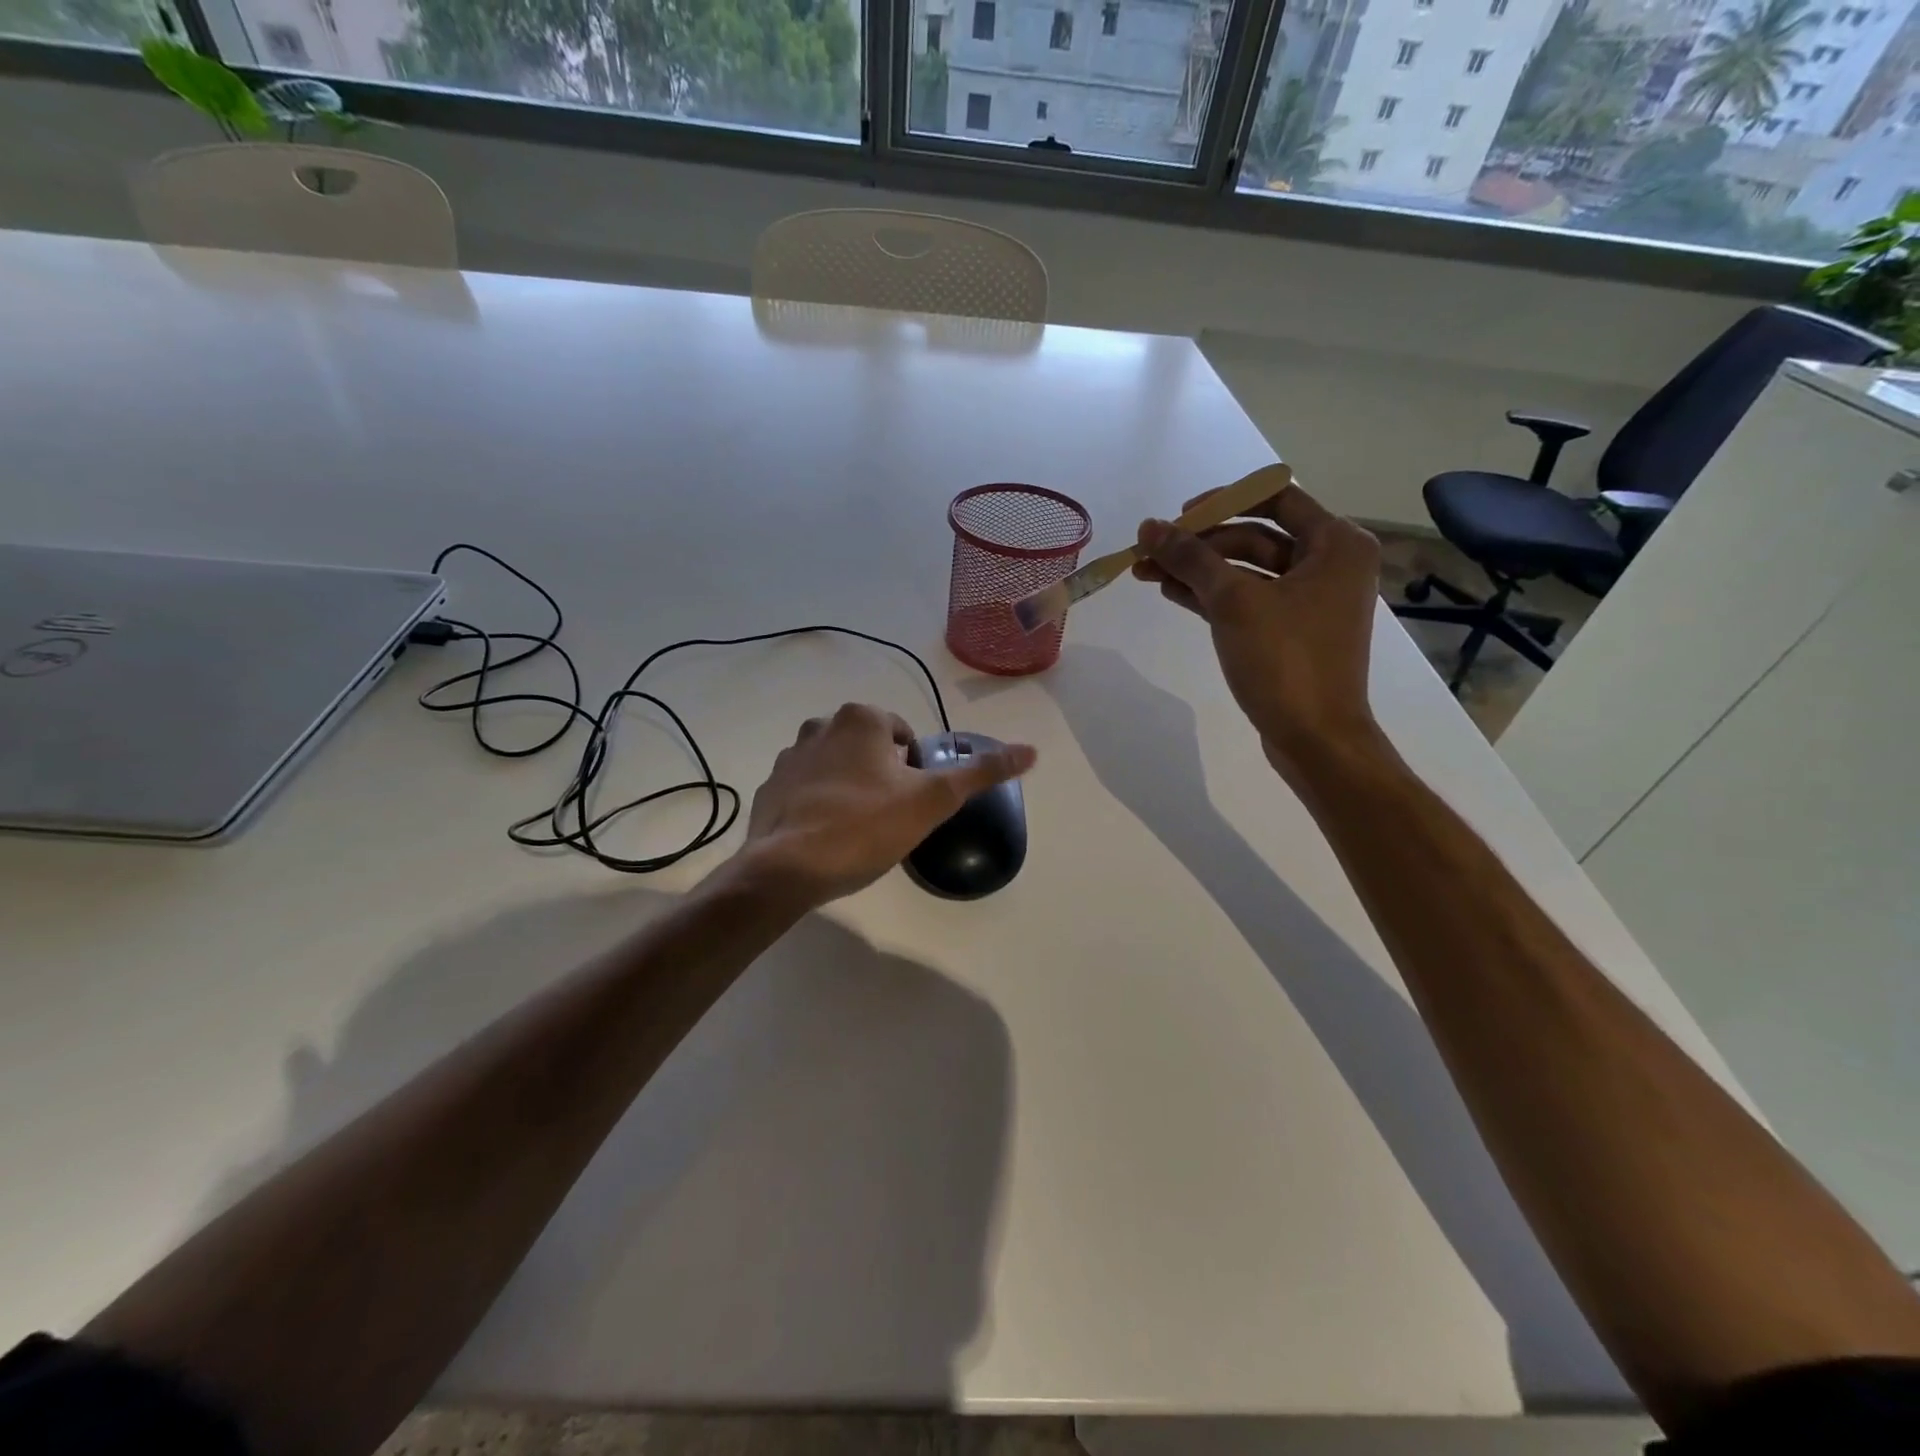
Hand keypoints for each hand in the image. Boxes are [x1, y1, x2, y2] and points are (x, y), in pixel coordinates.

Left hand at [731, 703, 1035, 909]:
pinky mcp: (769, 787)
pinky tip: (826, 837)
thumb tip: (1031, 750)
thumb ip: (981, 773)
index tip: (910, 802)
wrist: (788, 868)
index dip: (913, 770)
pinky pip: (806, 789)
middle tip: (887, 818)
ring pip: (836, 766)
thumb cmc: (865, 826)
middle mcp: (821, 725)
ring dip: (850, 788)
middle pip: (868, 749)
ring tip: (856, 830)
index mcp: (861, 719)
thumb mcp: (933, 800)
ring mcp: (789, 756)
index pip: (903, 735)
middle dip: (881, 777)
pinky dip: (819, 805)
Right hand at [1132, 480, 1382, 786]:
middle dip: (1199, 543)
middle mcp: (1329, 563)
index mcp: (1336, 543)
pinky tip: (1171, 592)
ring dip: (1198, 570)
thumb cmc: (1285, 660)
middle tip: (1150, 551)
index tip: (1178, 518)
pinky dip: (1212, 595)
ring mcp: (1310, 600)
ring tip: (1147, 572)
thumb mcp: (1233, 602)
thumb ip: (1190, 558)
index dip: (1222, 502)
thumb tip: (1148, 527)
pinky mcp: (1290, 630)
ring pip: (1246, 570)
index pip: (1274, 497)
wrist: (1315, 738)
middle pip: (1255, 535)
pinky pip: (1248, 599)